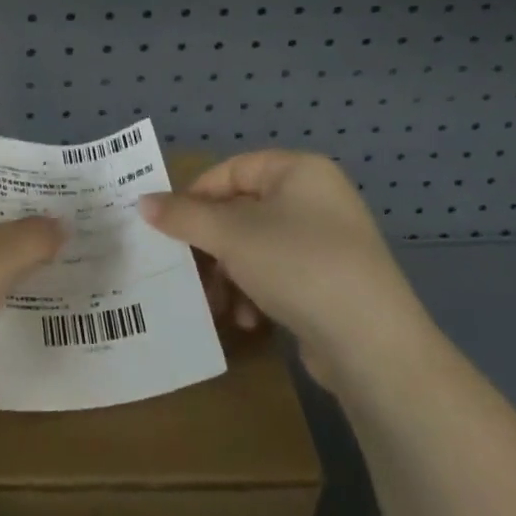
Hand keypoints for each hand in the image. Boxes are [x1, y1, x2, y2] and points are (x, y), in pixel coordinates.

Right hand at [140, 150, 431, 393]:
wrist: (372, 344)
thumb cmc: (297, 265)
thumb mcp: (231, 235)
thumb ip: (183, 215)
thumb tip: (142, 202)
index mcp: (299, 171)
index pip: (231, 170)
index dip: (195, 195)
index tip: (168, 227)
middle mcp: (316, 198)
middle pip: (240, 212)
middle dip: (211, 246)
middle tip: (188, 270)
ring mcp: (326, 242)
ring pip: (254, 247)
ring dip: (228, 276)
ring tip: (219, 305)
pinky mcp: (330, 282)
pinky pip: (277, 275)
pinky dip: (255, 294)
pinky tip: (250, 322)